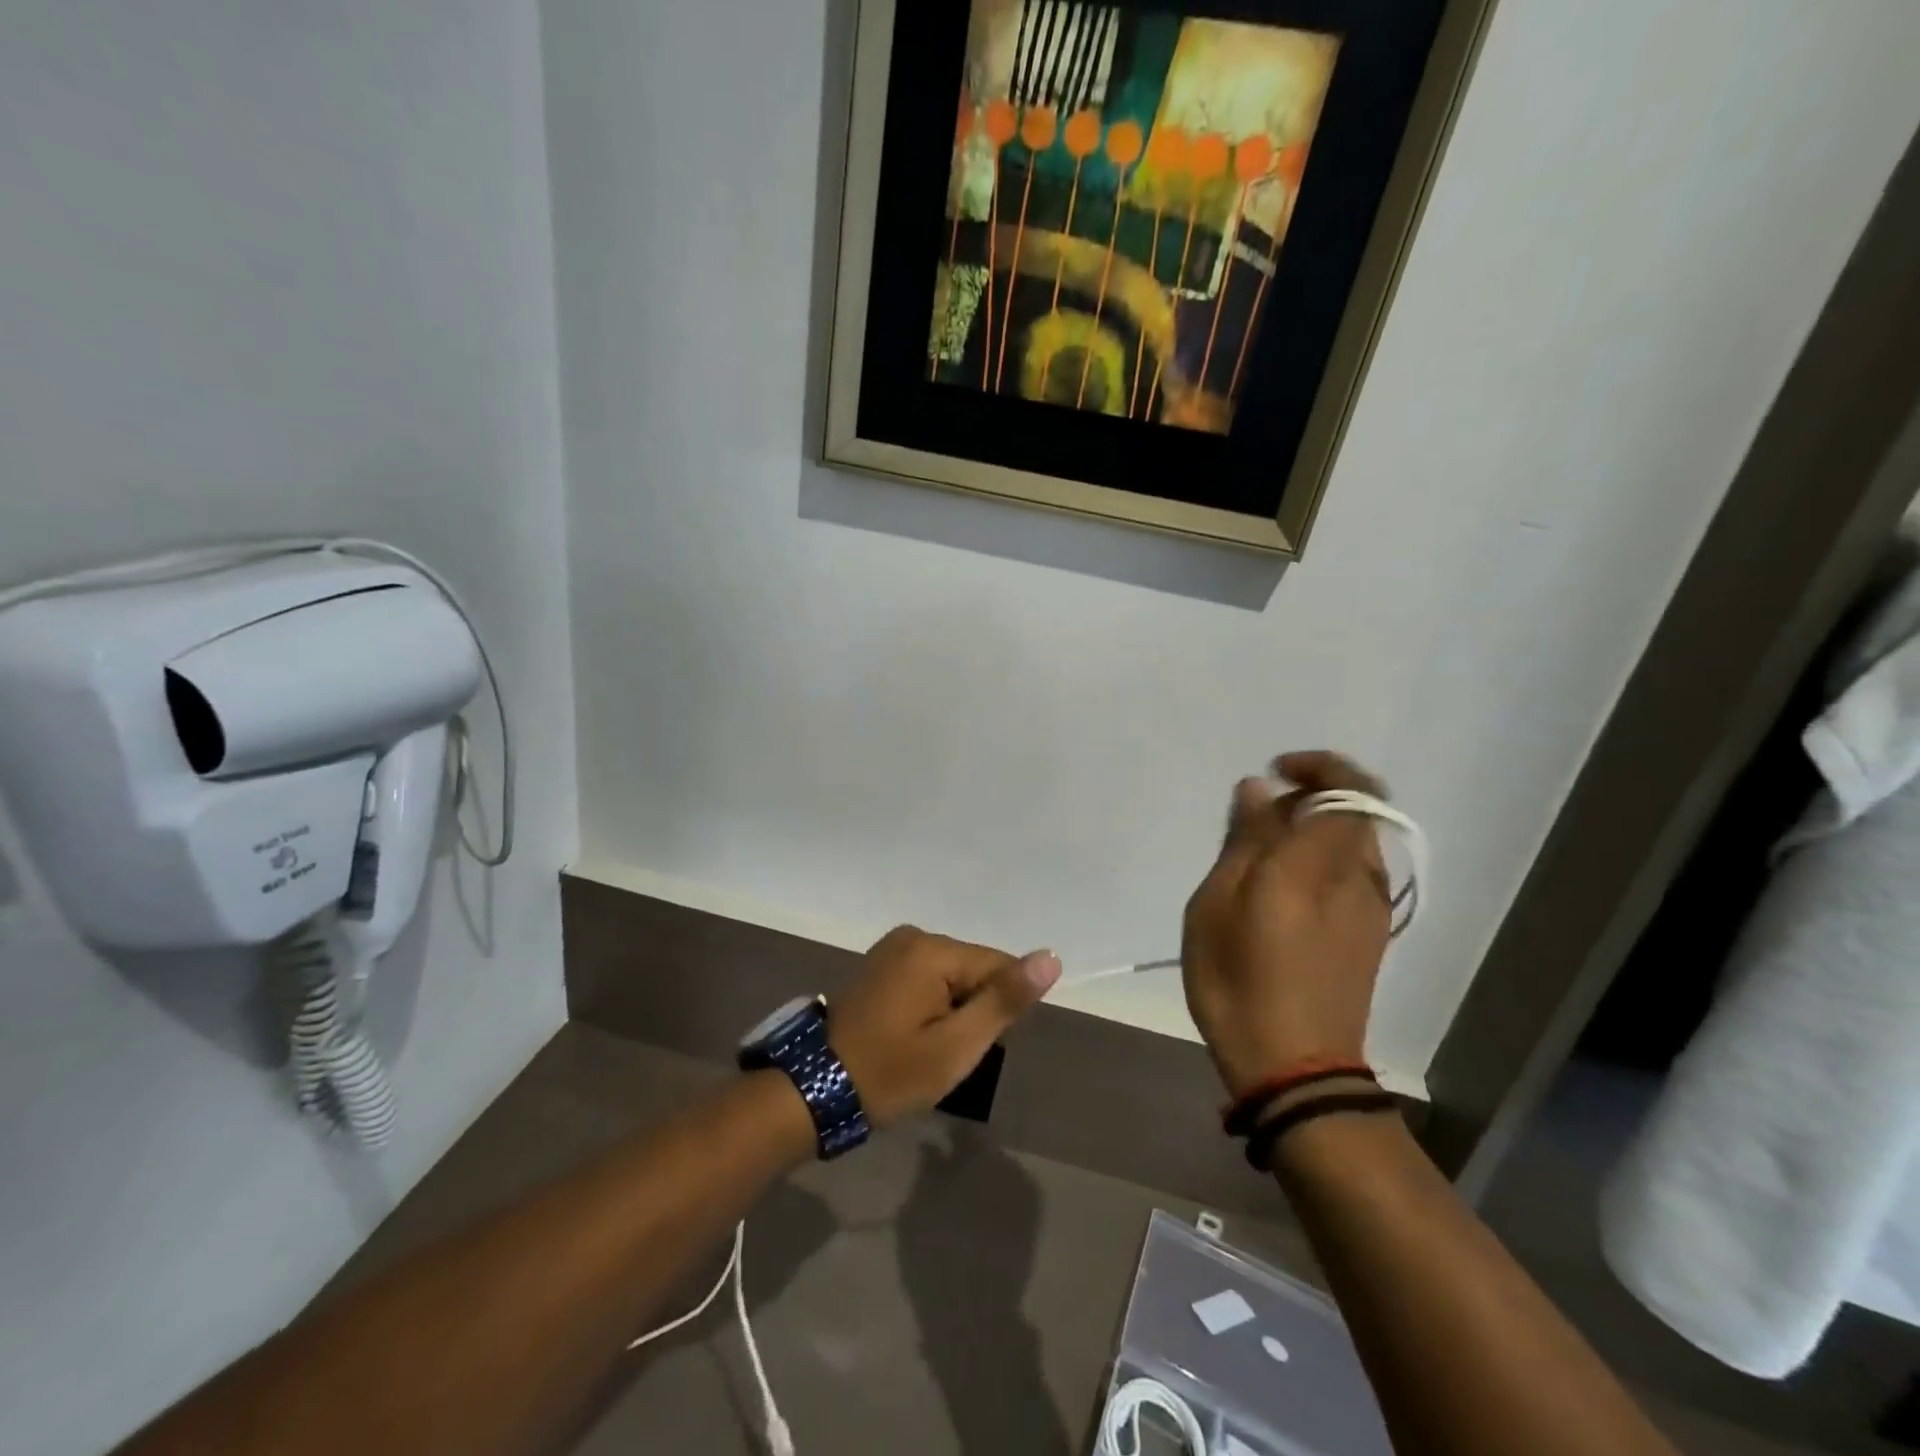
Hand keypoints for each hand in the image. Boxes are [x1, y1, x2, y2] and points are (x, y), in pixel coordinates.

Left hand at [828, 926, 1060, 1127]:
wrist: (813, 1090)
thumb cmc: (889, 1072)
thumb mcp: (956, 1046)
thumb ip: (1004, 1000)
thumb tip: (1050, 957)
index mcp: (933, 949)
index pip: (999, 967)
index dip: (997, 1012)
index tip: (971, 1047)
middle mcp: (913, 936)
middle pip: (974, 969)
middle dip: (973, 1010)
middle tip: (944, 1054)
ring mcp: (892, 948)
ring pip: (953, 976)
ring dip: (953, 1011)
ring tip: (926, 1048)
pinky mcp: (880, 964)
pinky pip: (928, 978)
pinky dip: (931, 1006)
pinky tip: (911, 1035)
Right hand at [1182, 751, 1392, 1097]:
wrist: (1293, 1068)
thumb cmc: (1240, 981)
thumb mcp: (1218, 904)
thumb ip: (1244, 840)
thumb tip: (1258, 790)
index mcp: (1320, 863)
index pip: (1349, 789)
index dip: (1318, 767)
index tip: (1274, 772)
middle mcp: (1358, 878)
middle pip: (1356, 811)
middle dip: (1311, 795)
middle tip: (1257, 813)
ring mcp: (1370, 909)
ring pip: (1354, 842)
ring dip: (1316, 828)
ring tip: (1260, 853)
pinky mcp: (1368, 936)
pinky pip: (1352, 872)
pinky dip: (1322, 858)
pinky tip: (1280, 889)